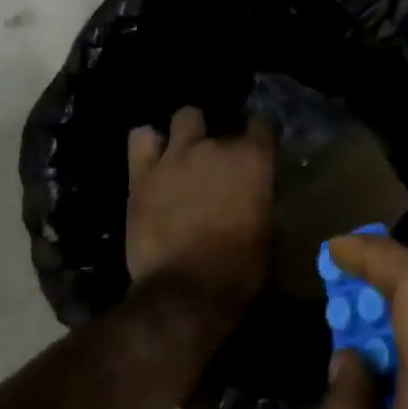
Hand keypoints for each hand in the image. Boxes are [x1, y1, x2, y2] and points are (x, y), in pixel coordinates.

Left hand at [125, 106, 274, 319]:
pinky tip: (153, 161)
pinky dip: (149, 145)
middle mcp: (215, 147)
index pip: (262, 125)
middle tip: (219, 169)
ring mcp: (176, 156)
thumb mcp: (266, 233)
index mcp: (253, 161)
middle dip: (222, 144)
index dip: (259, 136)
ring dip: (188, 134)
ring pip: (185, 117)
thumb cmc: (238, 270)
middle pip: (223, 126)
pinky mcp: (142, 173)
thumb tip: (253, 195)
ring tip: (185, 156)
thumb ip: (258, 200)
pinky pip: (141, 137)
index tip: (258, 151)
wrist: (186, 291)